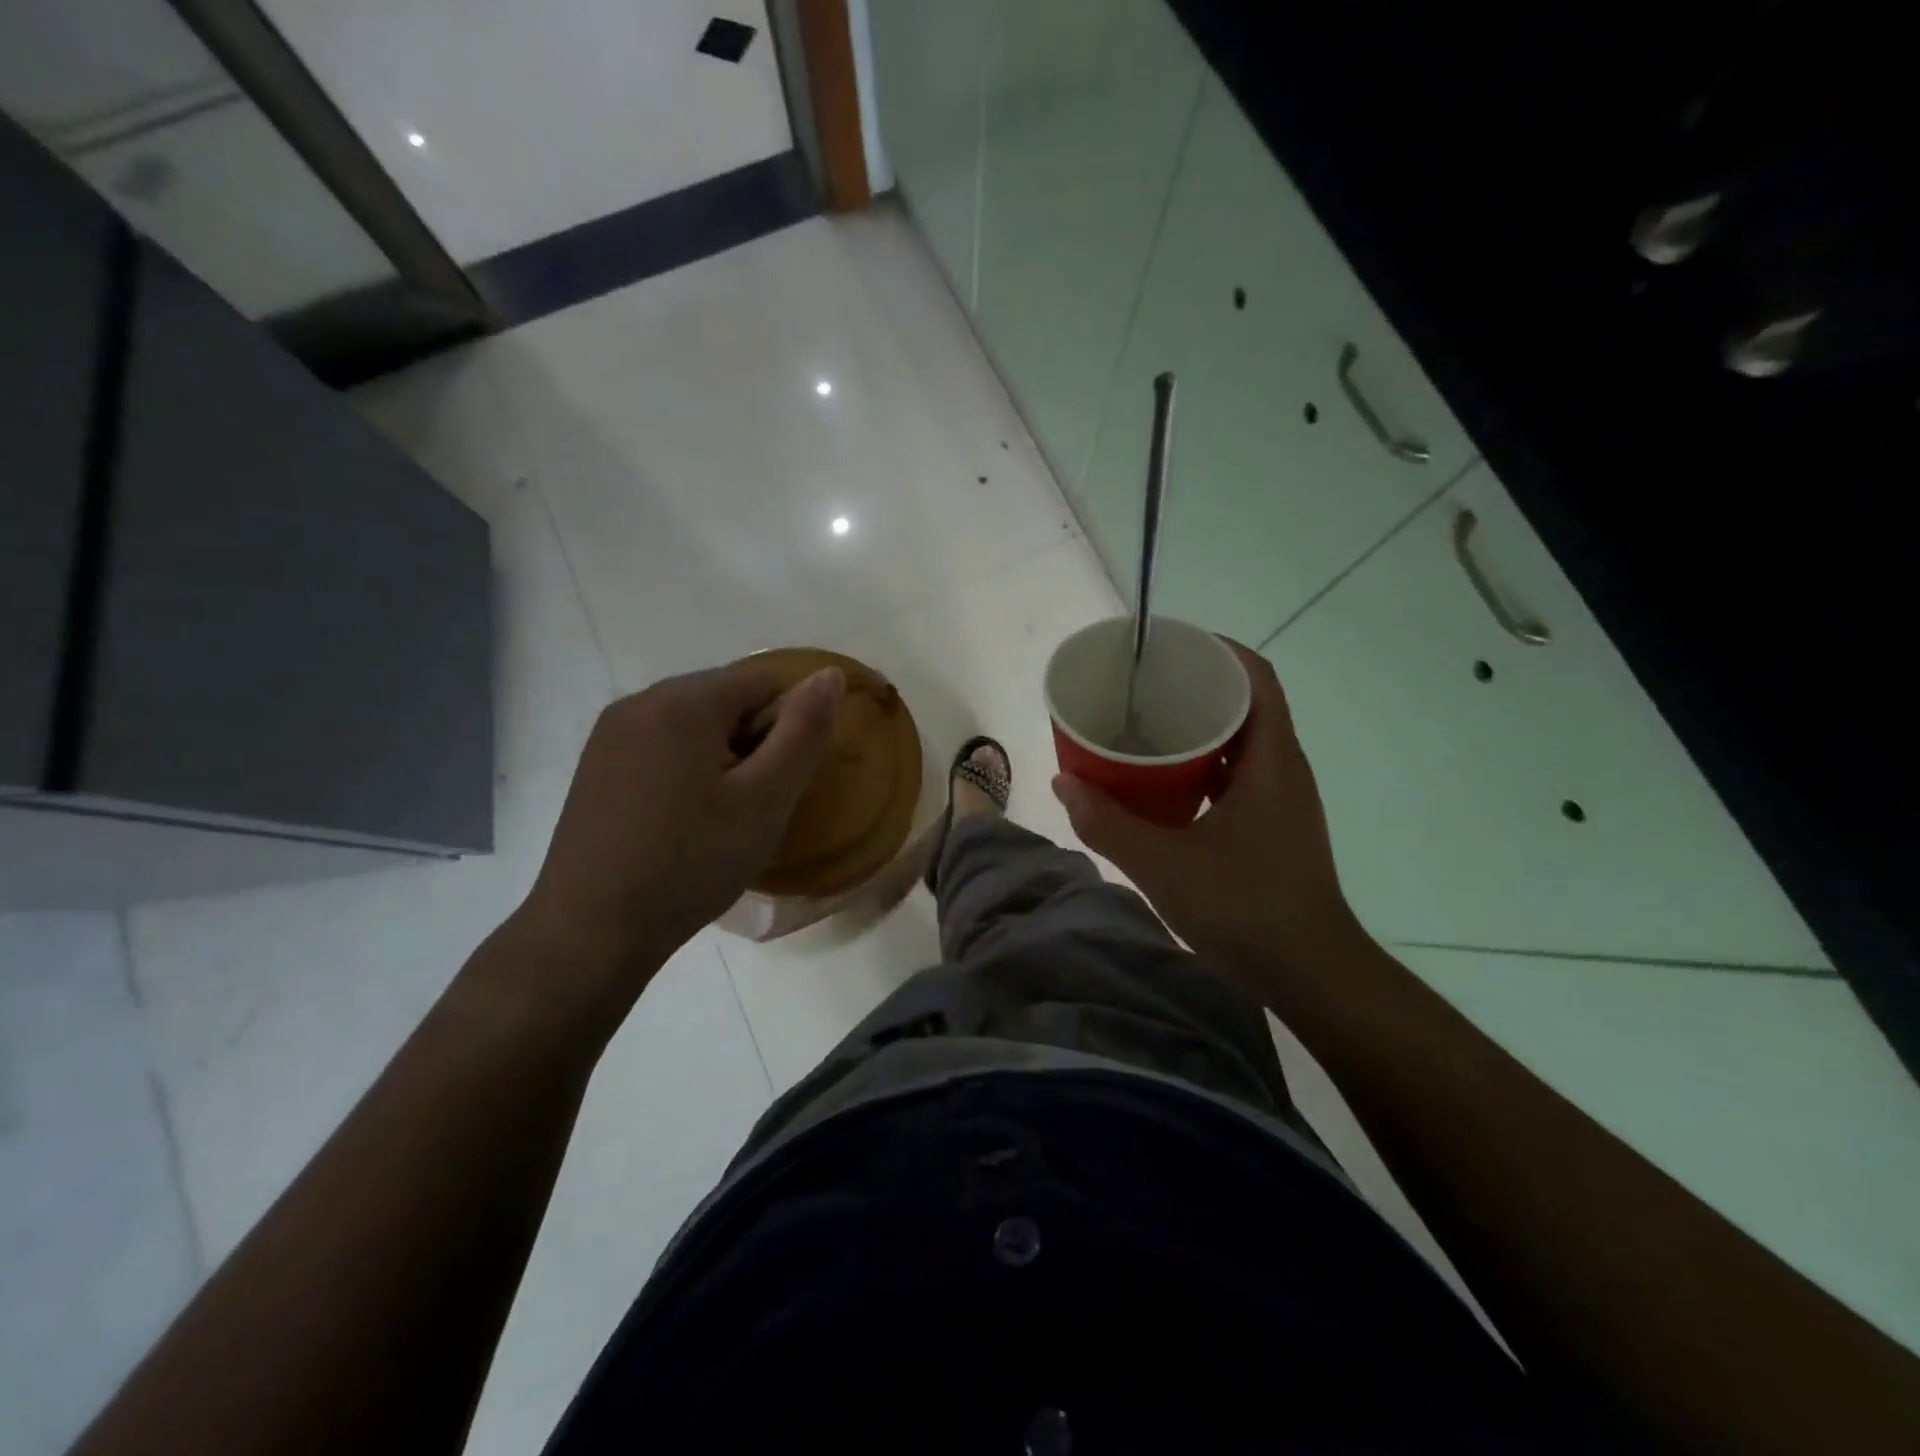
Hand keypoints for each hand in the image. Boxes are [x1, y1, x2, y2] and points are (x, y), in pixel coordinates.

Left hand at [510, 660, 843, 1002]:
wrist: (591, 930)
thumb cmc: (690, 862)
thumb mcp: (765, 800)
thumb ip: (804, 733)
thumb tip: (830, 674)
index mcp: (683, 700)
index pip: (765, 679)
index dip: (790, 724)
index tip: (785, 778)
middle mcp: (640, 701)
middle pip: (726, 697)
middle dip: (754, 740)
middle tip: (757, 804)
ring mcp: (610, 733)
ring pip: (694, 724)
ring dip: (723, 756)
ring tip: (721, 816)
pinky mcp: (596, 765)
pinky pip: (662, 746)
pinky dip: (687, 769)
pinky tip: (683, 820)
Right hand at [1051, 641, 1363, 980]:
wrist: (1310, 976)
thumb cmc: (1246, 908)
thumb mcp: (1164, 864)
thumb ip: (1108, 823)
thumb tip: (1064, 782)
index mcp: (1271, 761)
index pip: (1256, 678)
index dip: (1217, 650)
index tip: (1168, 646)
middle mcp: (1281, 771)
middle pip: (1242, 706)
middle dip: (1193, 688)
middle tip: (1139, 688)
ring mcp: (1278, 802)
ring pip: (1235, 746)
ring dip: (1193, 732)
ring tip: (1141, 728)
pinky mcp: (1268, 829)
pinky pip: (1231, 779)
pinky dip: (1196, 770)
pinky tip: (1158, 785)